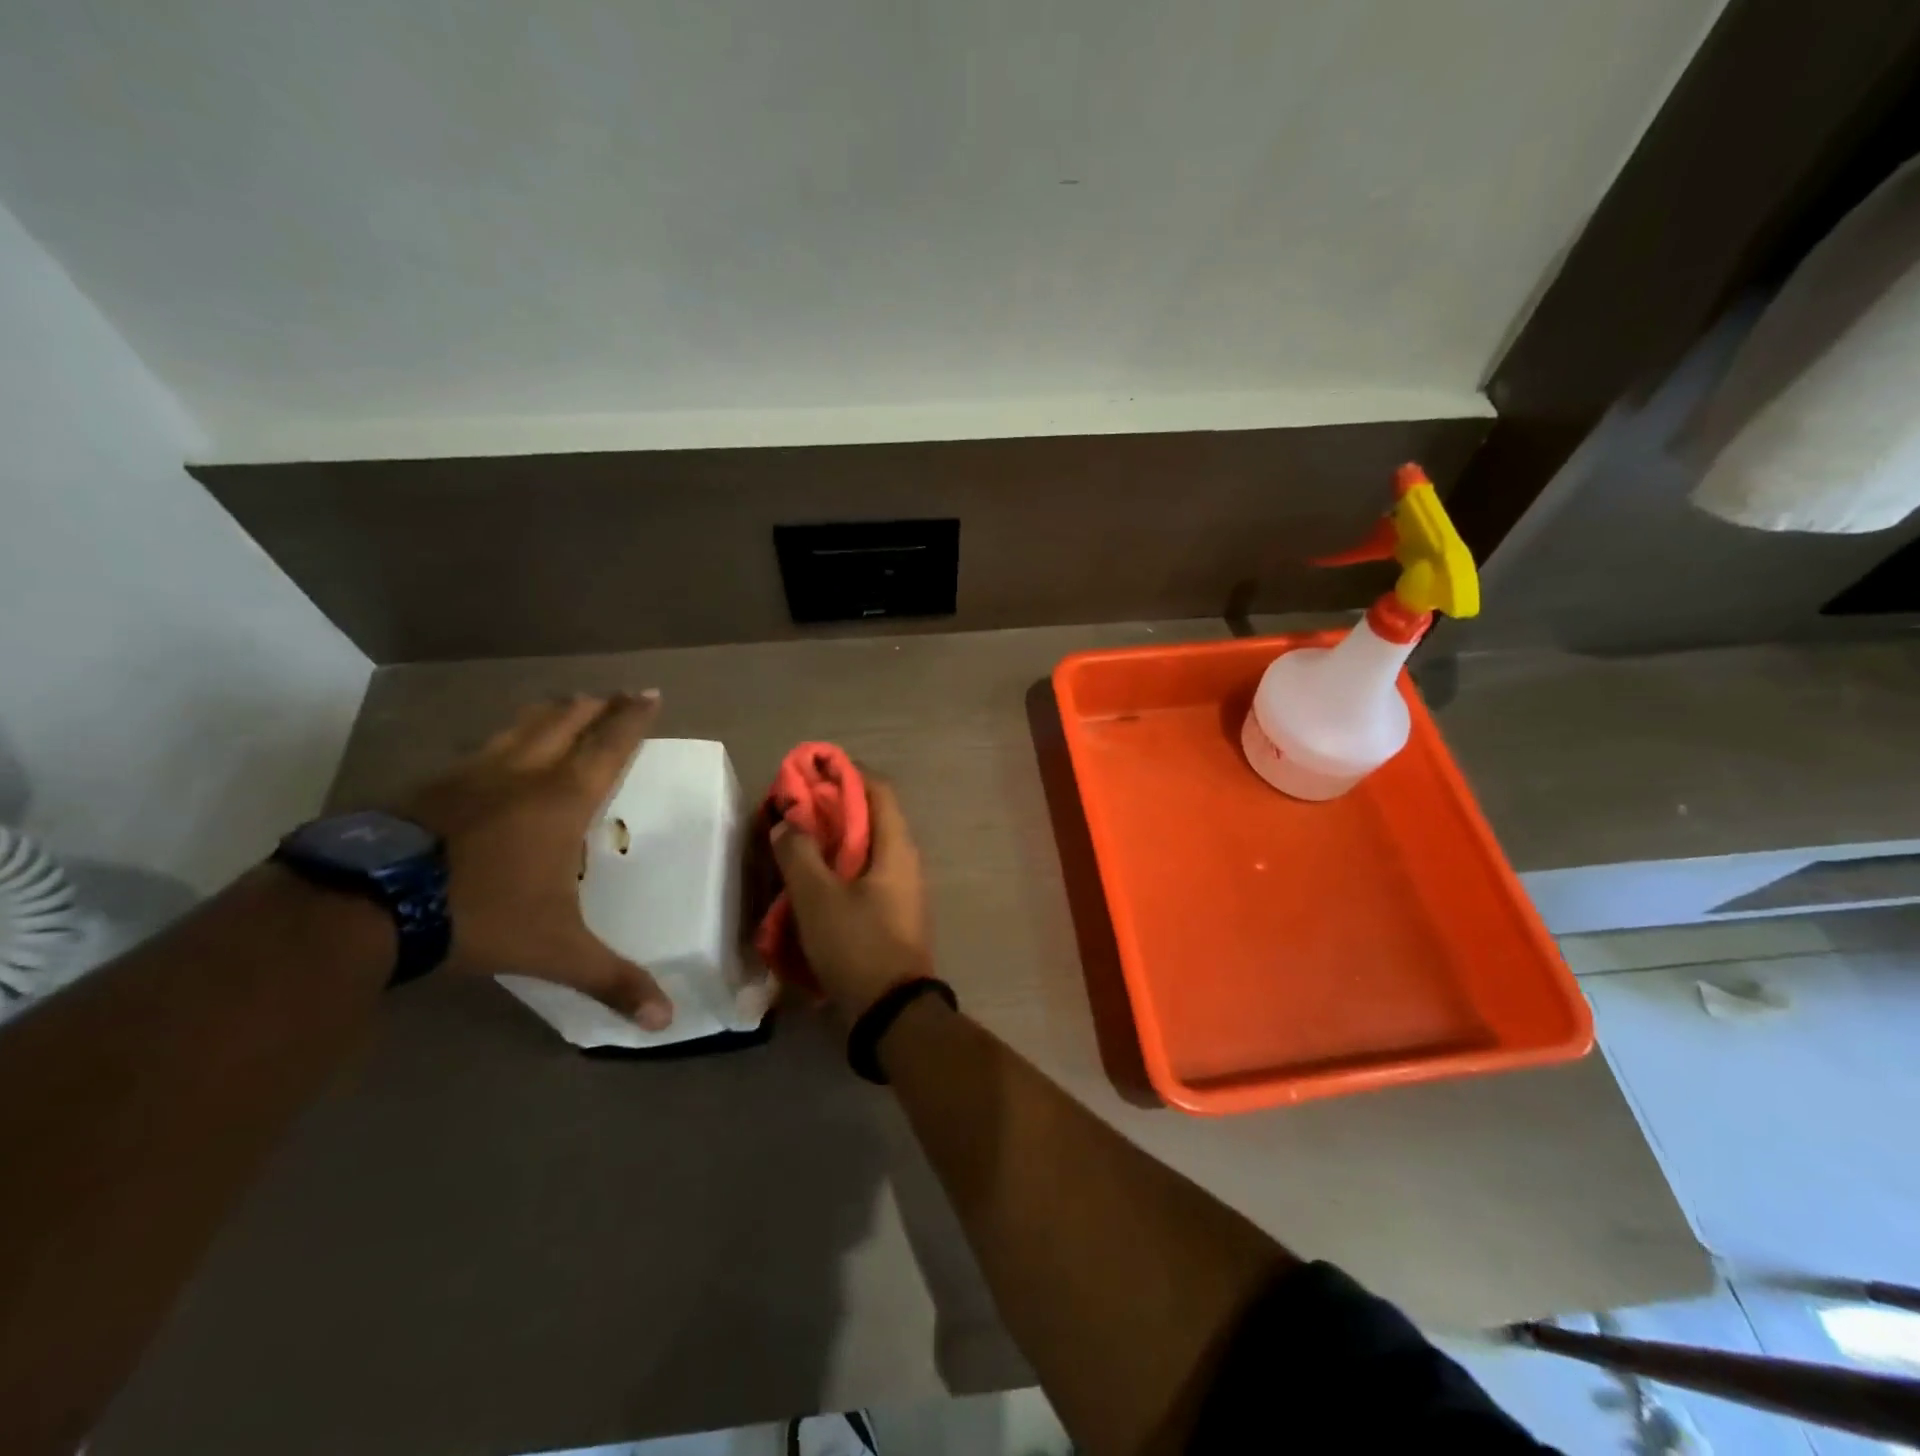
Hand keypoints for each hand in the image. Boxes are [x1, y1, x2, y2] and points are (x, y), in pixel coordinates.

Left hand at [402, 692, 673, 1028]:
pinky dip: (502, 740)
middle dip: (595, 704)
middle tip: (613, 693)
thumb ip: (611, 979)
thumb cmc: (479, 915)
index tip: (650, 692)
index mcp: (562, 799)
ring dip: (549, 712)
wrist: (366, 906)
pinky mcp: (428, 785)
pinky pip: (478, 748)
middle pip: (565, 720)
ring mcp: (470, 773)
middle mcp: (522, 773)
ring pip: (520, 726)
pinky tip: (493, 752)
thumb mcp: (554, 951)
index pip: (609, 745)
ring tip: (564, 703)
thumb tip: (665, 1022)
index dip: (633, 717)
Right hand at [770, 776, 932, 1019]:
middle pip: (868, 818)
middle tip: (790, 812)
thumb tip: (787, 822)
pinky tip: (805, 884)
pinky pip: (861, 878)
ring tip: (791, 845)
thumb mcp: (818, 897)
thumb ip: (799, 853)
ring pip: (862, 850)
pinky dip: (835, 871)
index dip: (845, 773)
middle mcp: (903, 861)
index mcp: (895, 847)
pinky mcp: (889, 914)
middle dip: (829, 809)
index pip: (878, 789)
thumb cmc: (858, 946)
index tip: (810, 772)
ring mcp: (899, 889)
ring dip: (829, 843)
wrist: (891, 1013)